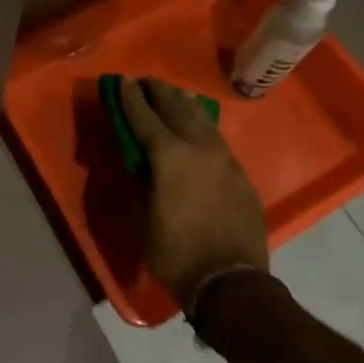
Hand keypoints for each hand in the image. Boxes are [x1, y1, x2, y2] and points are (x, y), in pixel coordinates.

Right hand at [120, 78, 269, 310]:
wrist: (232, 281)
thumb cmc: (177, 254)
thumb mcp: (143, 221)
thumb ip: (139, 186)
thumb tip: (138, 167)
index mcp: (170, 156)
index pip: (145, 118)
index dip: (131, 99)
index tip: (123, 81)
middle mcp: (199, 147)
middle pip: (177, 108)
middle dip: (159, 92)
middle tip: (146, 81)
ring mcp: (224, 159)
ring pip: (202, 119)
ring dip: (184, 104)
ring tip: (174, 93)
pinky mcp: (240, 174)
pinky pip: (218, 140)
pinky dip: (203, 127)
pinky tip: (200, 128)